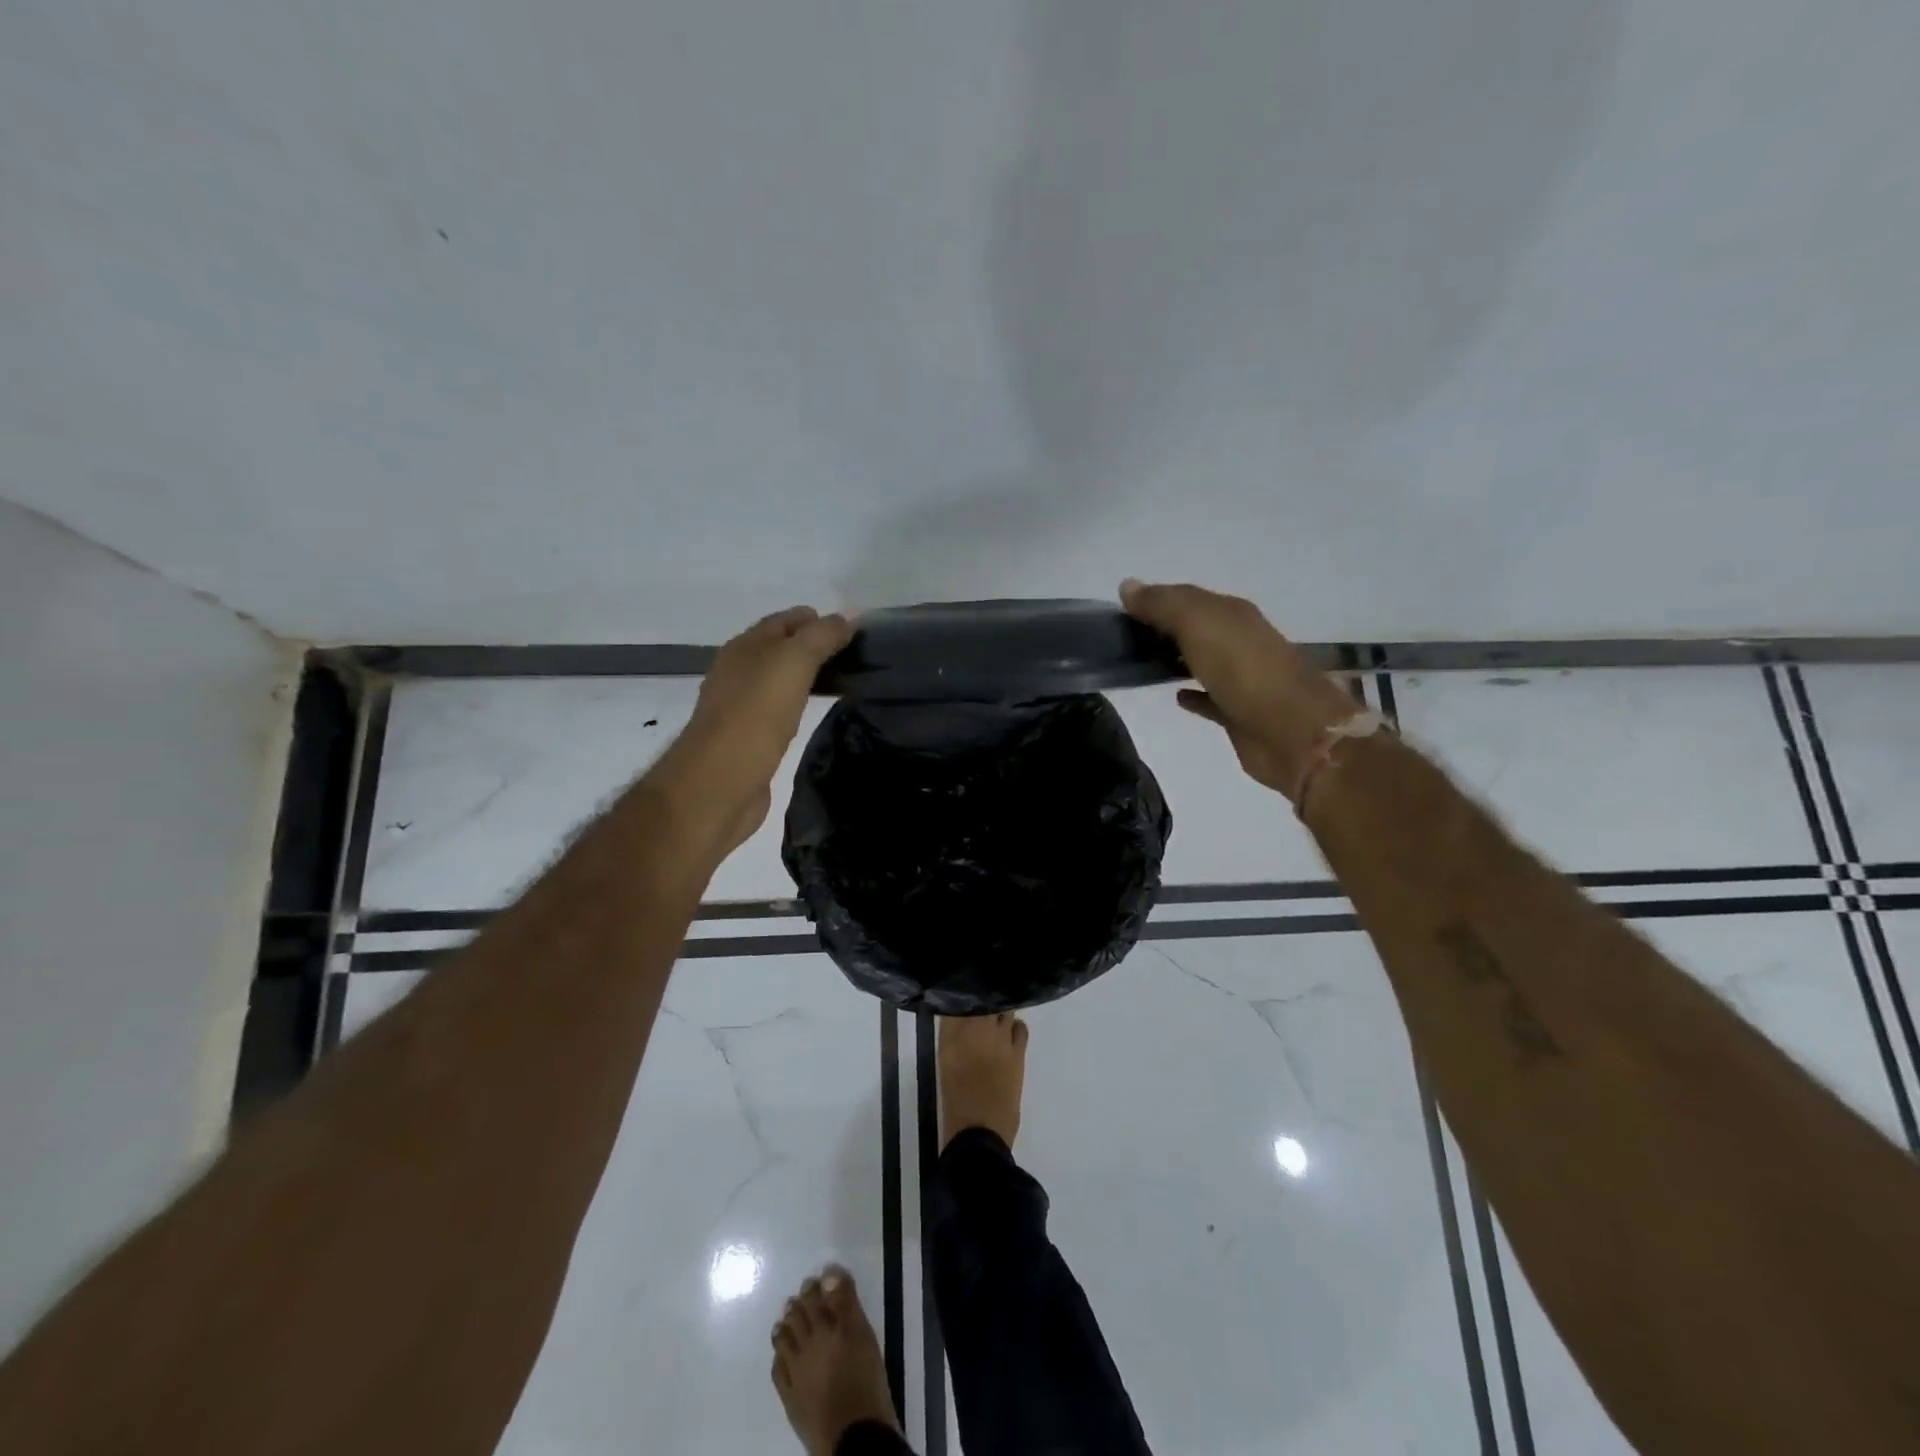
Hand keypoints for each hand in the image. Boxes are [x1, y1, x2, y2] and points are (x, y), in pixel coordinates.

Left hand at [656, 606, 854, 856]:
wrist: (720, 782)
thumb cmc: (755, 714)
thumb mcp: (794, 663)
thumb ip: (821, 637)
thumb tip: (849, 615)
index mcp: (744, 648)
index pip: (782, 621)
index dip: (813, 618)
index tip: (849, 626)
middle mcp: (737, 673)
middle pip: (777, 649)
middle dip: (809, 646)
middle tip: (850, 652)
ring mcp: (739, 708)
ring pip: (776, 681)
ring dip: (802, 676)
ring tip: (838, 680)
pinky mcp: (746, 740)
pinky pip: (776, 711)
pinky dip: (795, 704)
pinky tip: (810, 714)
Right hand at [1120, 579, 1357, 797]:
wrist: (1293, 732)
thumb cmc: (1245, 671)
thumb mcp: (1200, 624)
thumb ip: (1164, 604)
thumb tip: (1127, 586)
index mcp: (1233, 614)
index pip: (1187, 597)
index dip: (1155, 600)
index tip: (1119, 610)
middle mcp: (1239, 641)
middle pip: (1195, 628)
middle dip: (1164, 628)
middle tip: (1123, 638)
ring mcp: (1241, 679)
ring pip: (1202, 661)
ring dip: (1176, 658)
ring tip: (1140, 664)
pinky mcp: (1238, 714)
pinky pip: (1209, 699)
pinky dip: (1192, 694)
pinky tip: (1174, 697)